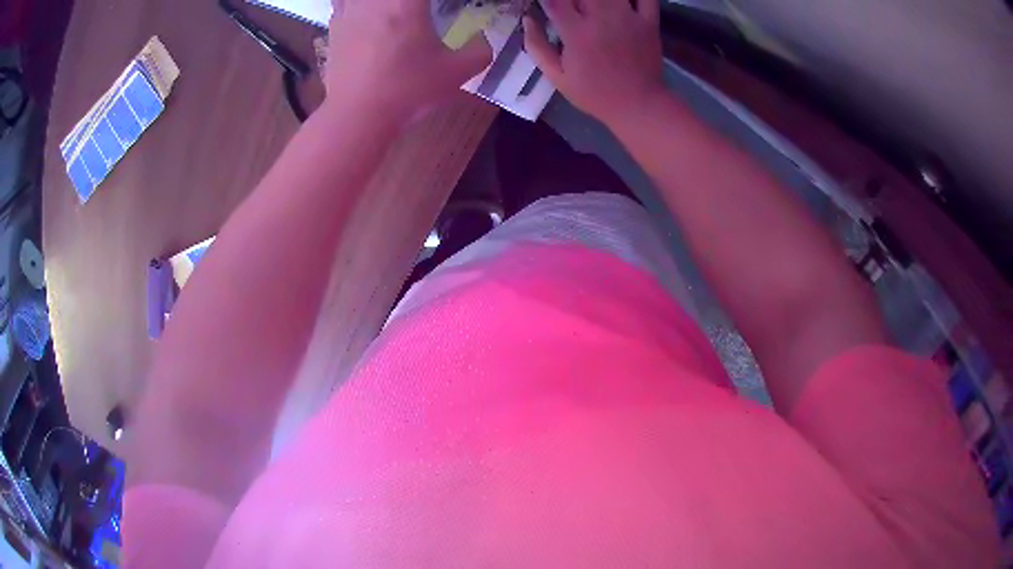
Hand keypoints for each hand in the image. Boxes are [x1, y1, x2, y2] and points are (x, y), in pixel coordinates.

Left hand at [326, 0, 491, 122]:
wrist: (358, 115)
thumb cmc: (408, 90)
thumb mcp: (456, 73)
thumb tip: (484, 41)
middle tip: (419, 11)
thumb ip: (479, 53)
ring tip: (394, 11)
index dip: (435, 2)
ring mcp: (352, 9)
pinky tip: (364, 8)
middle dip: (412, 3)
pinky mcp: (335, 25)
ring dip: (383, 2)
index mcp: (408, 2)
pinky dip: (354, 1)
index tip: (442, 8)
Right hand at [524, 0, 665, 126]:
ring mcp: (628, 17)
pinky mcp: (649, 22)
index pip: (555, 0)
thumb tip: (528, 19)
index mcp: (576, 32)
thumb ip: (537, 46)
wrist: (638, 105)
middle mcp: (602, 18)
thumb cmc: (594, 93)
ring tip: (592, 7)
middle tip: (574, 10)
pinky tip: (622, 2)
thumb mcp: (557, 76)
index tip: (548, 5)